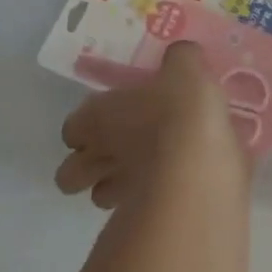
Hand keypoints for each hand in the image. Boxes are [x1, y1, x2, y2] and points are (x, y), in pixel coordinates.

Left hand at [55, 42, 249, 209]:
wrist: (201, 164)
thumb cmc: (182, 110)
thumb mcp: (187, 69)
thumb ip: (181, 60)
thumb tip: (182, 55)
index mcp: (98, 116)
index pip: (71, 127)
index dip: (83, 126)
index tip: (104, 122)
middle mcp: (99, 155)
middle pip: (69, 173)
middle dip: (83, 169)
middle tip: (113, 158)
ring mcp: (118, 192)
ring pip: (99, 198)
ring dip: (114, 190)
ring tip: (142, 179)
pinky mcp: (143, 217)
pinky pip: (135, 215)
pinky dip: (147, 207)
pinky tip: (171, 194)